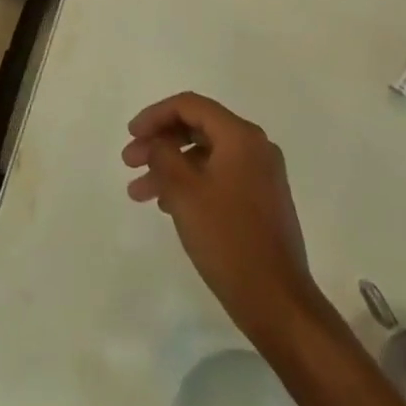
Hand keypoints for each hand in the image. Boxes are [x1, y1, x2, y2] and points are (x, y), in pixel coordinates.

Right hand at [122, 92, 326, 346]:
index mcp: (241, 136)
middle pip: (198, 128)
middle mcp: (255, 147)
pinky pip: (218, 176)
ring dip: (170, 167)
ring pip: (205, 155)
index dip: (155, 115)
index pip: (190, 106)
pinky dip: (190, 183)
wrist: (276, 300)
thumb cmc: (227, 239)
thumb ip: (163, 155)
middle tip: (129, 162)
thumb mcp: (184, 192)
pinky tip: (168, 205)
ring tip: (139, 193)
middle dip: (160, 142)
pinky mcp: (261, 200)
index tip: (131, 135)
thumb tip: (157, 141)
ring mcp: (261, 175)